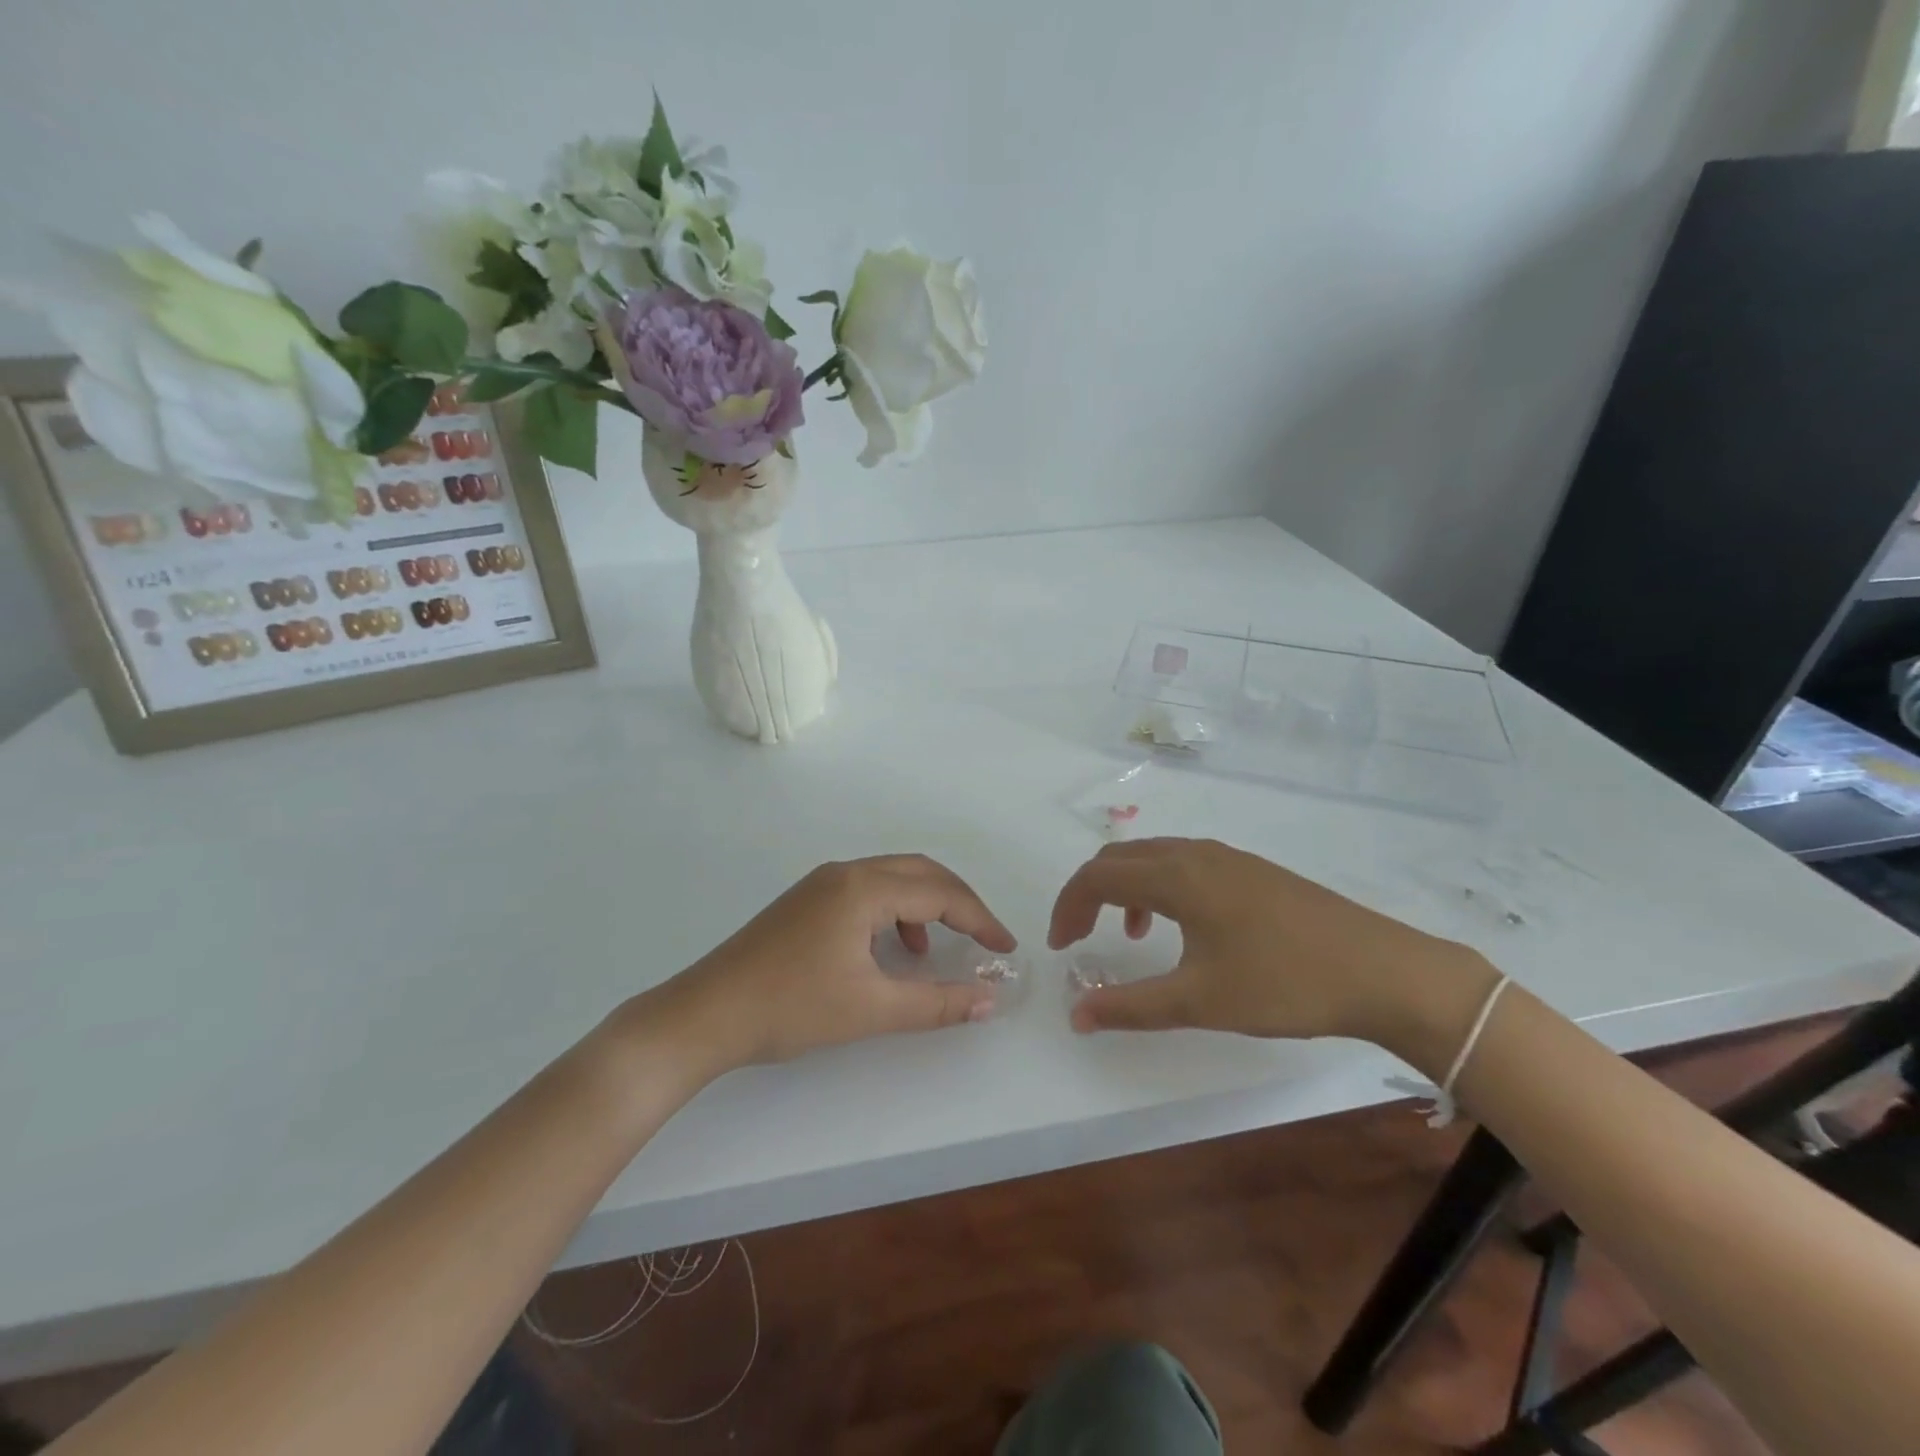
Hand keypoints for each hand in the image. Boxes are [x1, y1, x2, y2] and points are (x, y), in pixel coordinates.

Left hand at [643, 854, 1016, 1076]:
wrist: (706, 1014)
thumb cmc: (792, 1007)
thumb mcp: (871, 1009)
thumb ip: (936, 1003)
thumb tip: (988, 1000)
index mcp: (863, 888)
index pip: (940, 893)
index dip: (980, 919)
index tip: (1006, 948)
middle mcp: (845, 872)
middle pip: (919, 872)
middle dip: (958, 902)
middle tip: (983, 938)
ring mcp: (821, 883)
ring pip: (892, 879)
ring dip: (924, 905)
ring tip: (933, 952)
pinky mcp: (806, 900)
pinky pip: (867, 892)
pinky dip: (893, 912)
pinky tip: (889, 951)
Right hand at [1048, 838, 1496, 1067]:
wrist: (1382, 970)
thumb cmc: (1284, 983)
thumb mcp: (1200, 1001)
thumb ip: (1130, 1006)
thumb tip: (1076, 1015)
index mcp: (1177, 876)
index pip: (1097, 876)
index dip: (1068, 907)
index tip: (1062, 947)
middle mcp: (1195, 853)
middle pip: (1119, 858)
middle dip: (1090, 893)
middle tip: (1082, 937)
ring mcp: (1227, 857)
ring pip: (1153, 856)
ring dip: (1126, 888)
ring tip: (1132, 935)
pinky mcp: (1251, 869)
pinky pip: (1184, 863)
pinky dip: (1159, 886)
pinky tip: (1183, 928)